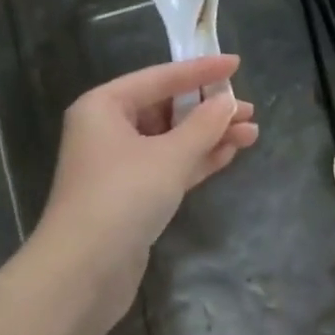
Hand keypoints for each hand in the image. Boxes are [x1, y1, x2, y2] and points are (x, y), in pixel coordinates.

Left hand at [31, 54, 257, 334]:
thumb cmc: (123, 197)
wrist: (83, 272)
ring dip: (209, 136)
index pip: (160, 77)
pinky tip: (229, 153)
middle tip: (248, 110)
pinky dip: (196, 159)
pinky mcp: (130, 196)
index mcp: (104, 106)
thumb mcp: (170, 156)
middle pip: (165, 108)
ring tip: (251, 133)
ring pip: (171, 140)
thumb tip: (228, 102)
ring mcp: (118, 165)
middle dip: (208, 110)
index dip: (200, 70)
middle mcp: (107, 129)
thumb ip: (204, 125)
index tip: (236, 62)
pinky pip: (168, 166)